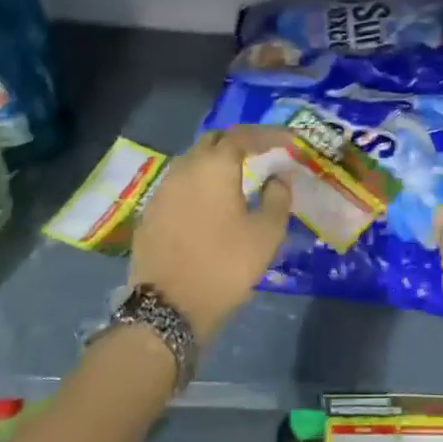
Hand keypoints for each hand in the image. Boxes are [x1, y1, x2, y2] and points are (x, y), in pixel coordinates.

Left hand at [129, 127, 292, 342]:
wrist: (167, 307)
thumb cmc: (224, 265)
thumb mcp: (266, 234)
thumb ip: (278, 198)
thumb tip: (278, 178)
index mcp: (215, 166)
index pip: (244, 135)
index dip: (270, 134)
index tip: (290, 141)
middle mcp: (185, 167)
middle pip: (214, 141)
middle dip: (240, 141)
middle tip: (264, 154)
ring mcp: (163, 188)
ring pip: (194, 160)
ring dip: (218, 162)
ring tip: (241, 176)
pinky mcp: (151, 210)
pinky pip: (181, 182)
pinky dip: (201, 182)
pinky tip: (213, 200)